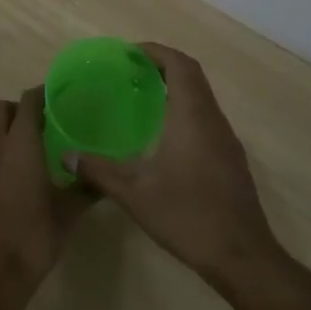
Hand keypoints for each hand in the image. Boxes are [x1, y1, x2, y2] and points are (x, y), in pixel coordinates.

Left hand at [0, 87, 88, 308]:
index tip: (52, 100)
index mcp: (21, 144)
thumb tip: (106, 176)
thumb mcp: (69, 213)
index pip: (28, 103)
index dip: (39, 96)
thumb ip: (87, 187)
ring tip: (7, 147)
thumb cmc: (35, 237)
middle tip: (34, 125)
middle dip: (15, 111)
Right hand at [68, 44, 280, 285]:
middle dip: (162, 65)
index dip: (155, 52)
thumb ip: (99, 171)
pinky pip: (206, 117)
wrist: (243, 257)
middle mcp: (213, 119)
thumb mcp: (135, 195)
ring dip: (175, 88)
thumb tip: (67, 156)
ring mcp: (226, 139)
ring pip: (202, 97)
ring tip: (141, 97)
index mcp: (192, 116)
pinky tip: (163, 135)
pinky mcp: (230, 158)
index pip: (179, 65)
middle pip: (192, 75)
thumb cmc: (189, 217)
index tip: (128, 53)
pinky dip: (184, 110)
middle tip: (129, 71)